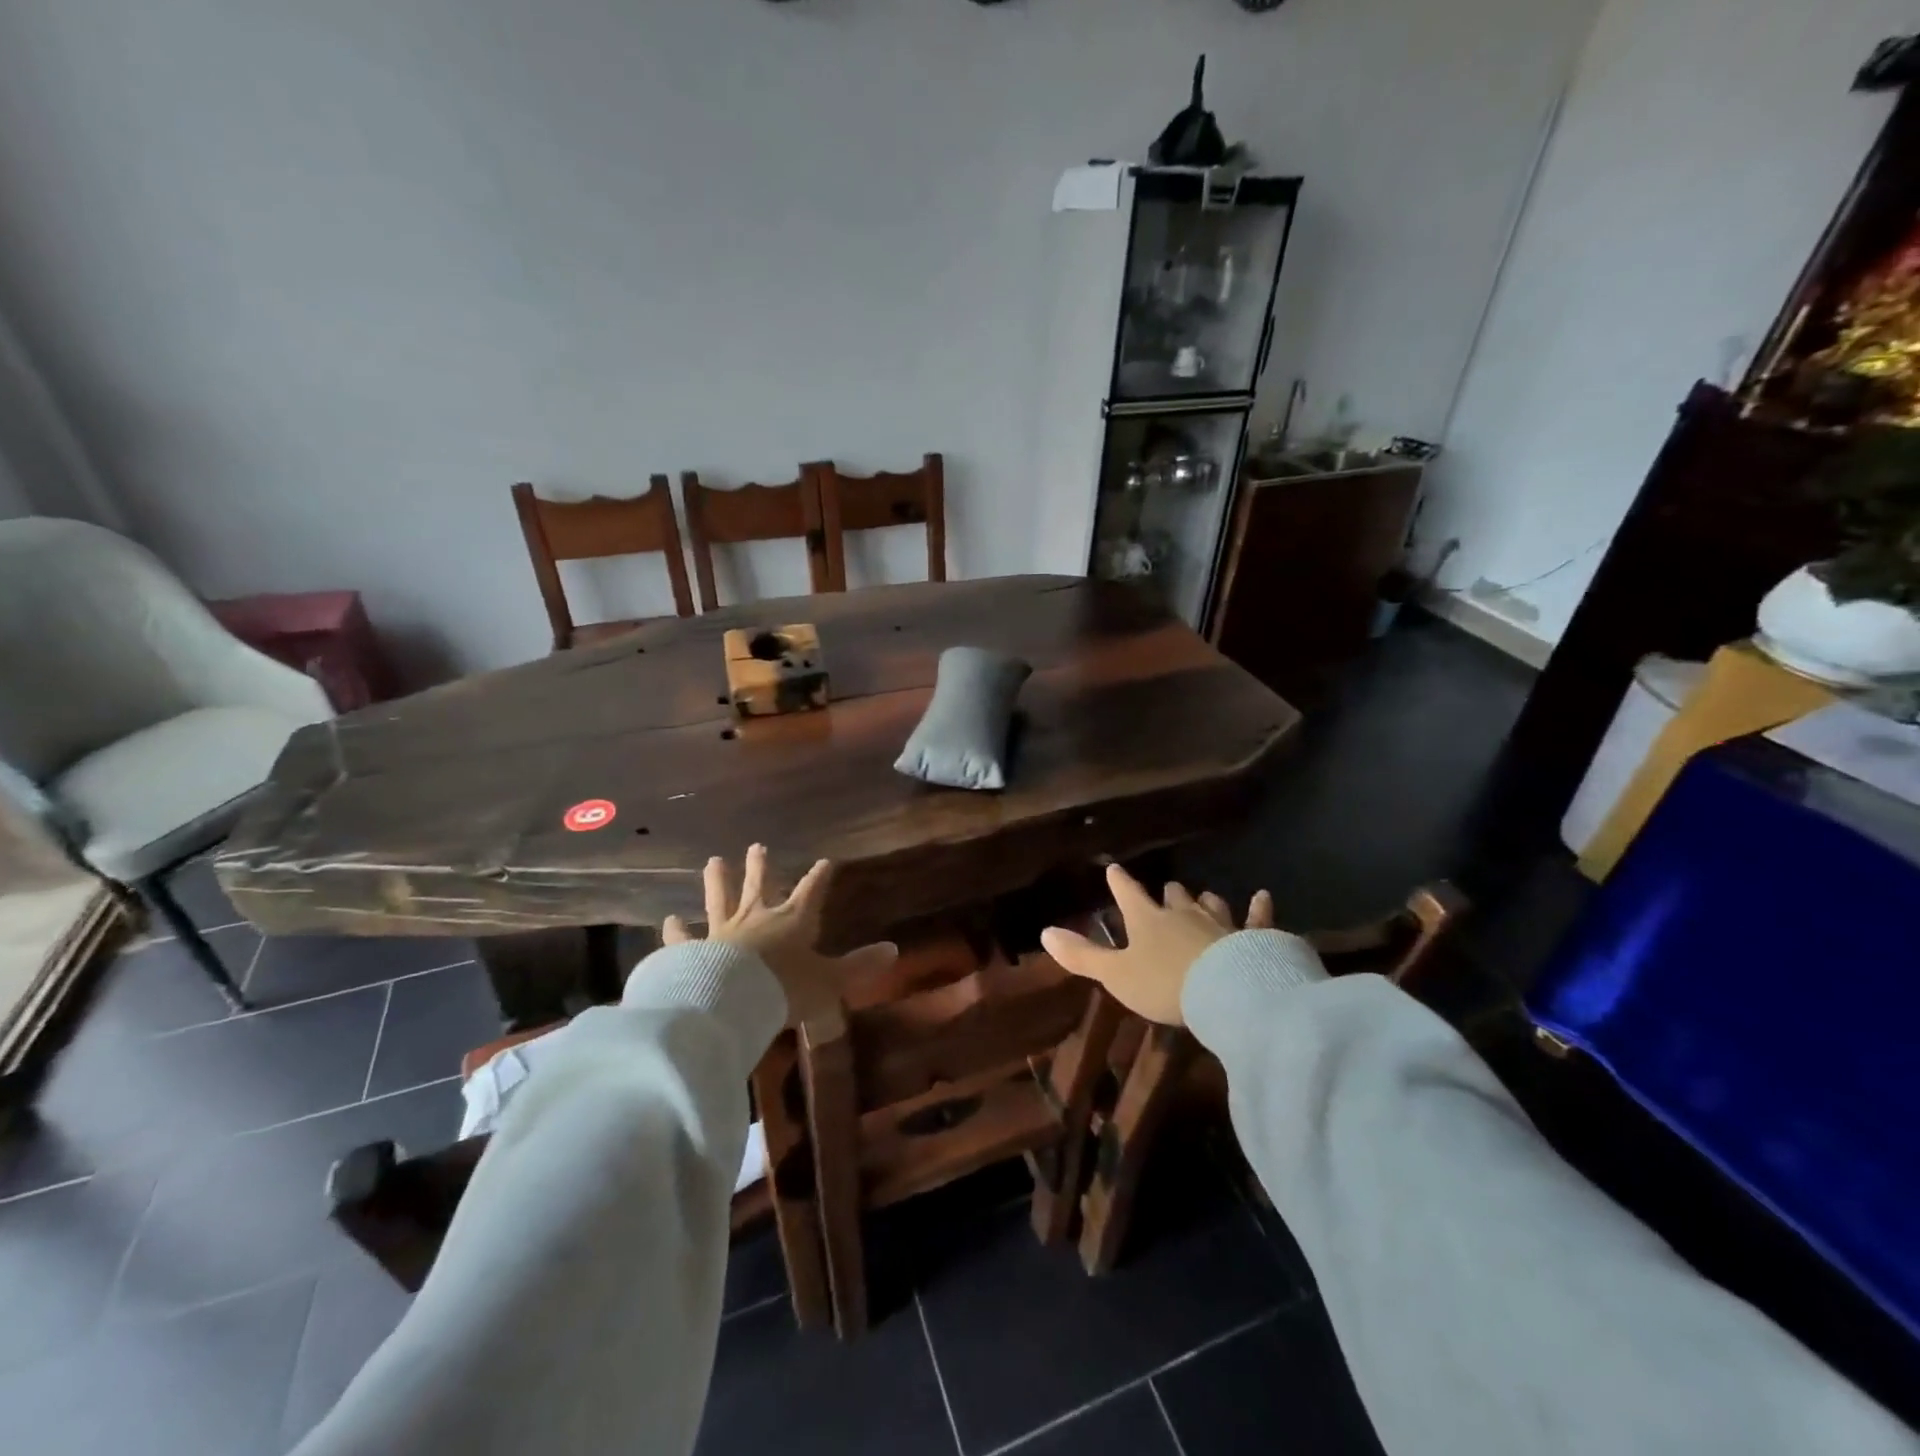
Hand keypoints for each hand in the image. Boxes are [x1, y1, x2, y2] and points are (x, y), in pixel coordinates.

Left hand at [663, 844, 896, 1024]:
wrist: (730, 1002)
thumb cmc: (784, 989)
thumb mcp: (830, 981)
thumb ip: (859, 966)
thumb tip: (894, 950)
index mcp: (792, 922)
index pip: (810, 892)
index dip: (819, 877)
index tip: (825, 861)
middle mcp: (756, 919)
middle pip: (759, 886)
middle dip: (760, 867)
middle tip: (757, 847)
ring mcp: (721, 933)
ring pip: (720, 900)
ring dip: (717, 881)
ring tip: (712, 861)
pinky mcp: (692, 952)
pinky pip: (682, 939)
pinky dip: (675, 931)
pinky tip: (667, 920)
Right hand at [1040, 864, 1273, 1025]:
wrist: (1228, 993)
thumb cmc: (1165, 984)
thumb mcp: (1116, 975)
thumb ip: (1082, 956)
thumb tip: (1044, 932)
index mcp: (1147, 920)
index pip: (1128, 893)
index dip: (1119, 882)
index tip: (1114, 869)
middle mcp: (1183, 913)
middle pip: (1173, 896)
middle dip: (1168, 893)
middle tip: (1166, 890)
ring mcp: (1220, 922)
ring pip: (1210, 903)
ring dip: (1205, 901)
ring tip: (1203, 897)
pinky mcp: (1253, 936)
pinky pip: (1257, 918)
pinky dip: (1260, 908)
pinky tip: (1264, 896)